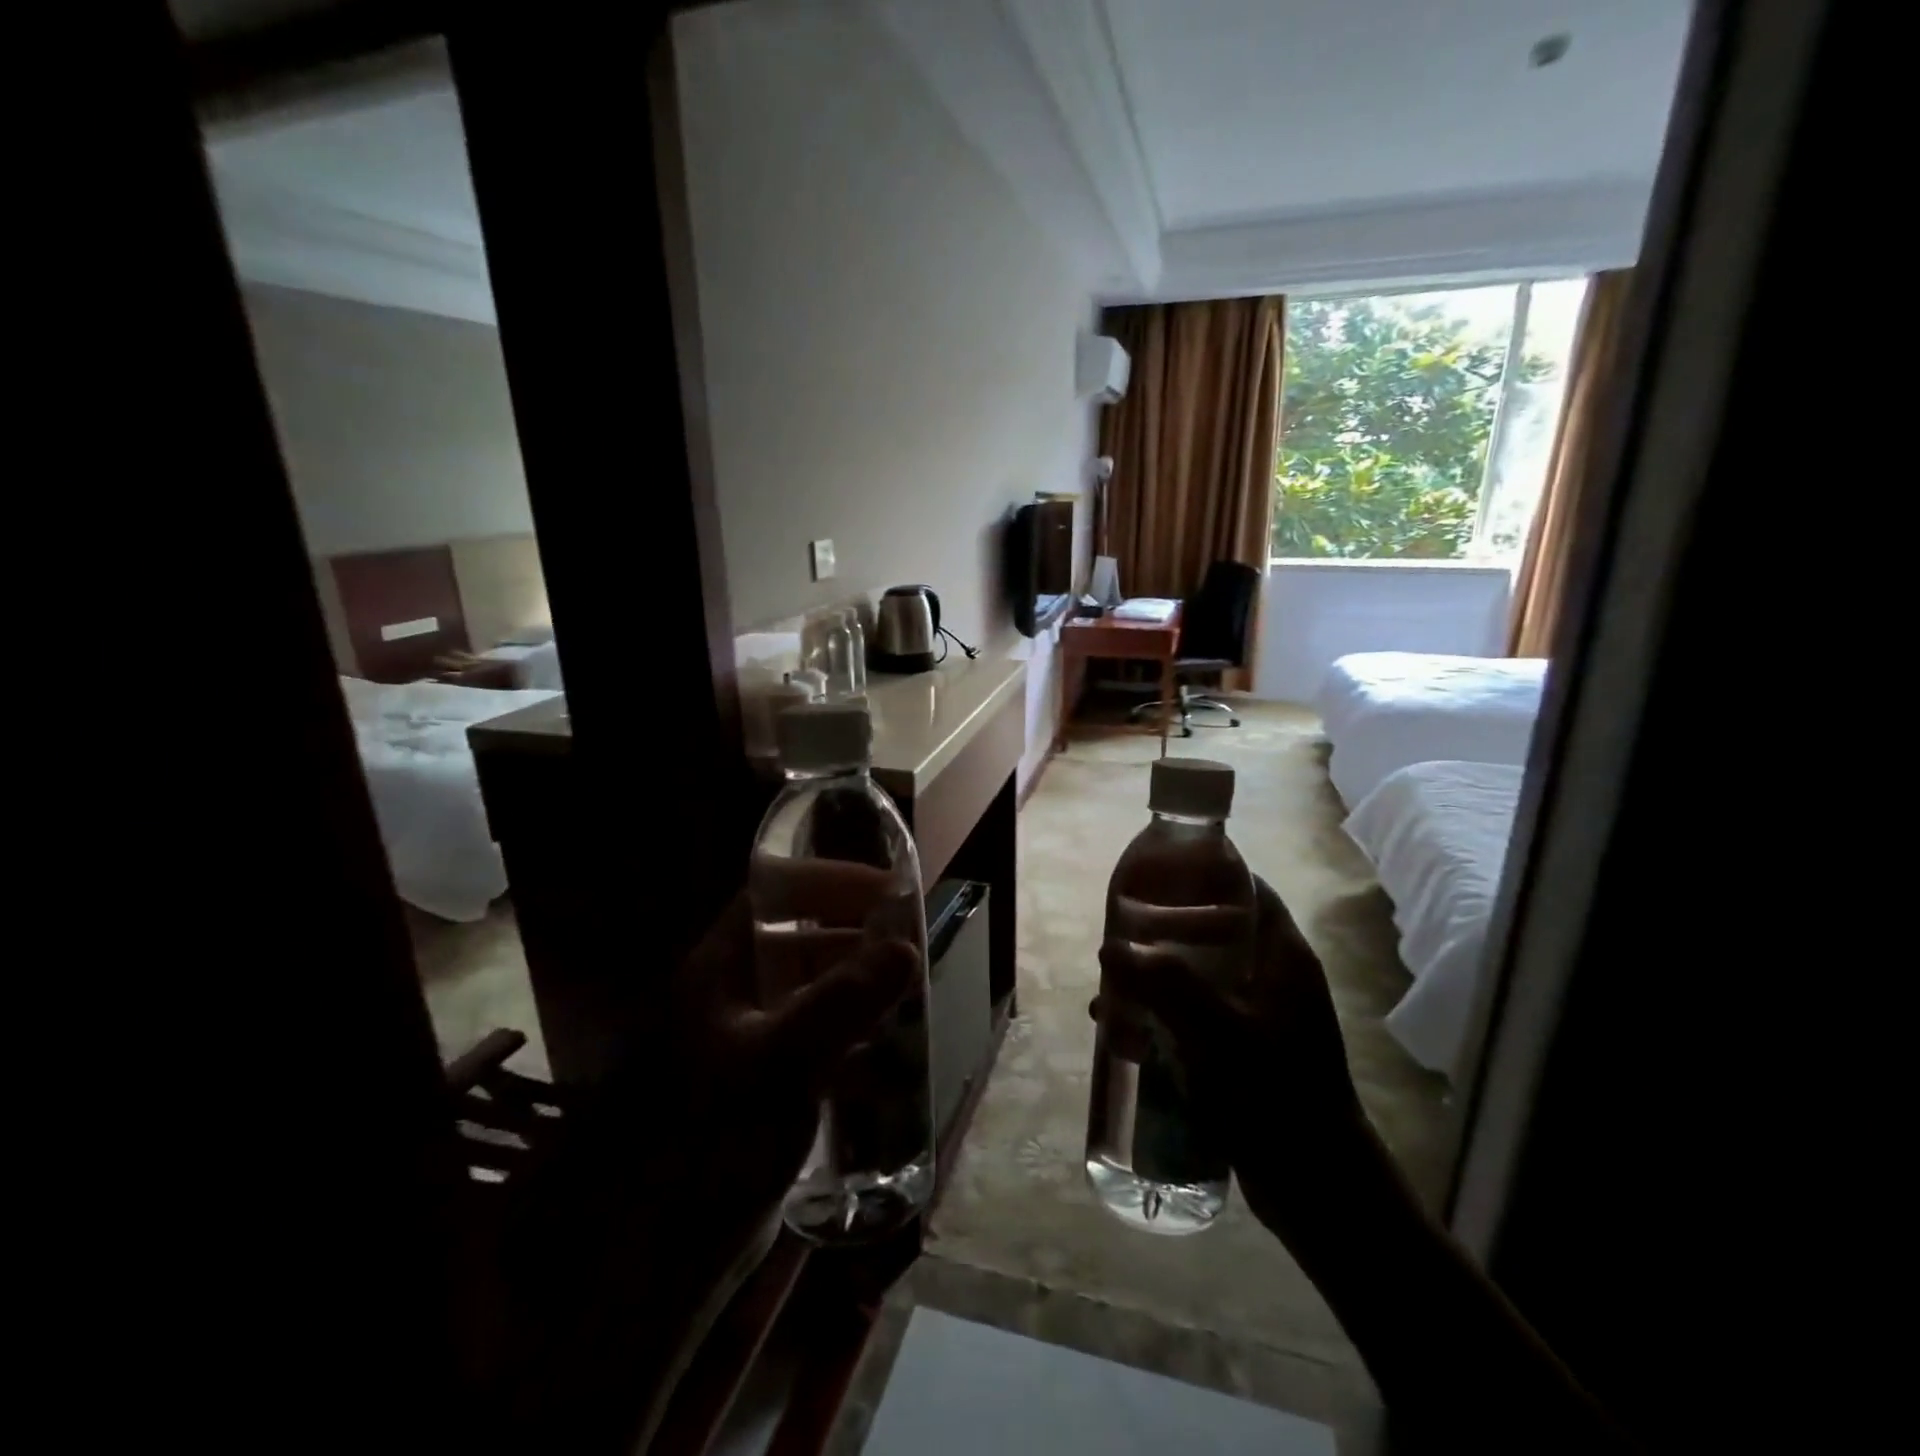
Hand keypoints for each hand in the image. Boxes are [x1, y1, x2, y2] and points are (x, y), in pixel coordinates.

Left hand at [660, 874, 920, 1239]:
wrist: (651, 1267)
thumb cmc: (706, 1144)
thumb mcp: (779, 1065)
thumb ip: (841, 1003)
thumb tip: (905, 947)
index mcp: (721, 971)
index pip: (775, 896)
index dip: (829, 882)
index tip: (888, 891)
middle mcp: (732, 997)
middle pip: (800, 943)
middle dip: (856, 938)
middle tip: (910, 948)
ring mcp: (746, 1045)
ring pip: (812, 995)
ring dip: (858, 992)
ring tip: (910, 998)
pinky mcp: (761, 1091)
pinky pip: (815, 1046)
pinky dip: (850, 1044)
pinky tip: (886, 1064)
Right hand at [1098, 875, 1372, 1248]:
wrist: (1317, 1187)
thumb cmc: (1276, 1094)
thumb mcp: (1219, 1031)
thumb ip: (1165, 984)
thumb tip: (1110, 948)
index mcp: (1283, 957)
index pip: (1249, 891)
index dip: (1206, 875)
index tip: (1157, 876)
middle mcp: (1274, 979)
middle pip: (1215, 934)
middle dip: (1164, 935)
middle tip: (1120, 937)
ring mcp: (1260, 1019)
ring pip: (1199, 979)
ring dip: (1155, 982)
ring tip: (1110, 991)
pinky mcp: (1243, 1054)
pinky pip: (1196, 1020)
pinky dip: (1161, 1019)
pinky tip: (1123, 1036)